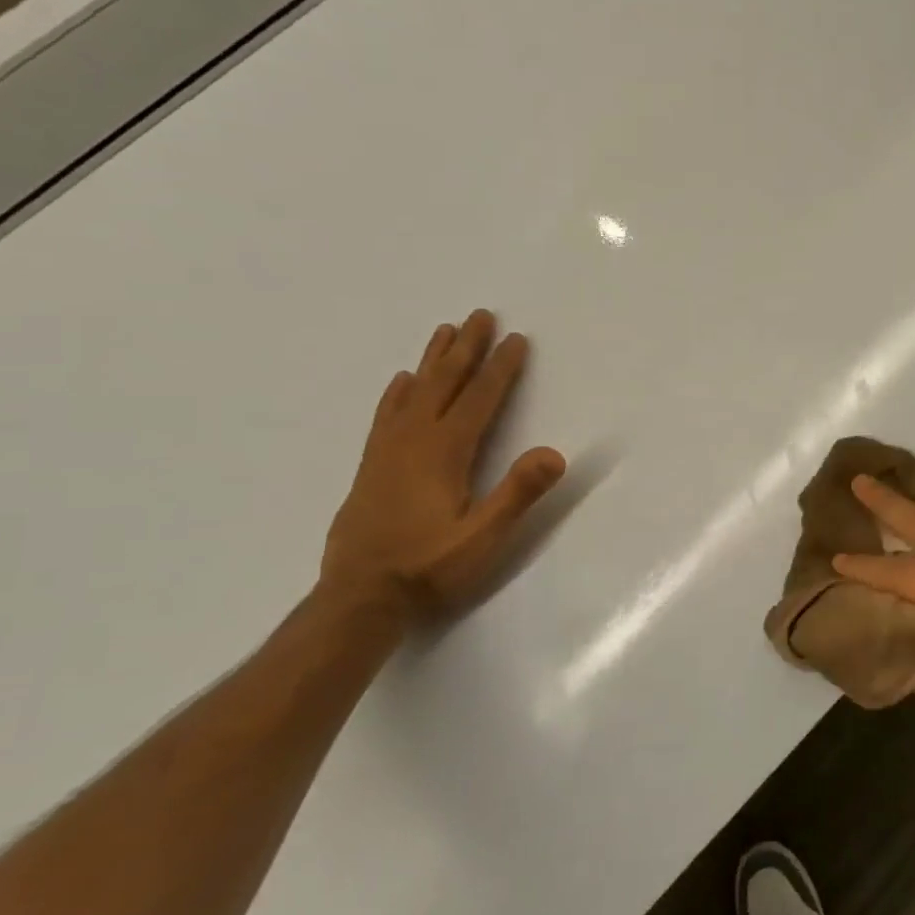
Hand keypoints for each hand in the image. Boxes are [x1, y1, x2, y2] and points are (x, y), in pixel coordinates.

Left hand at [321, 311, 564, 619]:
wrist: (360, 598)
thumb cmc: (429, 569)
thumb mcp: (483, 538)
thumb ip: (517, 494)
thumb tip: (554, 453)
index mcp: (444, 453)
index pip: (479, 400)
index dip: (501, 369)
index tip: (517, 339)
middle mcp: (413, 442)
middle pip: (444, 384)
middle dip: (466, 349)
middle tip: (480, 315)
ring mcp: (387, 452)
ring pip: (414, 392)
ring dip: (433, 360)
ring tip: (445, 331)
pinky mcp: (372, 467)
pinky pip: (386, 415)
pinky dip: (398, 392)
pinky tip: (402, 381)